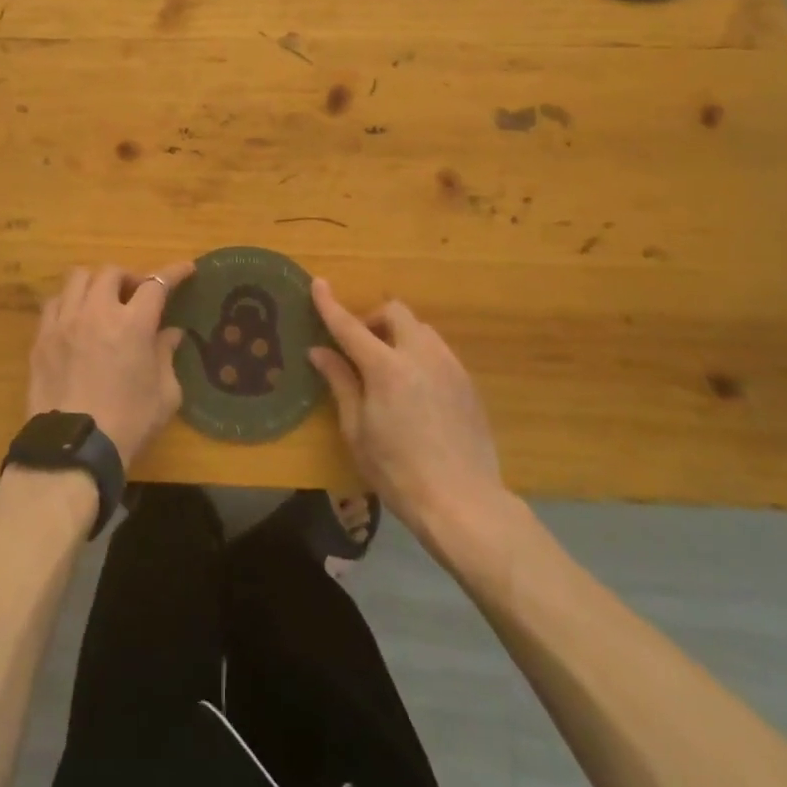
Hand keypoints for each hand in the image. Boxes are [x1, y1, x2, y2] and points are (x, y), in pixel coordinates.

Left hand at [26, 261, 195, 470]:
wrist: (73, 449)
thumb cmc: (127, 423)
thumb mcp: (164, 395)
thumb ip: (167, 357)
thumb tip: (171, 334)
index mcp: (133, 324)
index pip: (156, 284)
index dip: (173, 273)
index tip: (185, 269)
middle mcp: (98, 312)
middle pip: (112, 272)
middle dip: (129, 278)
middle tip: (136, 296)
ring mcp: (65, 321)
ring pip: (78, 278)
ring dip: (96, 283)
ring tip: (103, 300)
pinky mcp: (42, 337)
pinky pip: (55, 302)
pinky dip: (70, 301)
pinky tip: (76, 317)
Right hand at [309, 280, 506, 548]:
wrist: (465, 503)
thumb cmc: (398, 472)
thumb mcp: (357, 431)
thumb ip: (340, 383)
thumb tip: (319, 351)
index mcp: (386, 367)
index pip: (350, 325)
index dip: (330, 304)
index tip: (318, 283)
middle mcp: (420, 355)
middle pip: (395, 312)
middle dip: (373, 318)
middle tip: (360, 347)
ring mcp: (449, 366)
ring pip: (420, 329)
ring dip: (398, 334)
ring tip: (388, 367)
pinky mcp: (467, 382)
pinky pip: (438, 351)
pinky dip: (419, 353)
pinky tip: (415, 388)